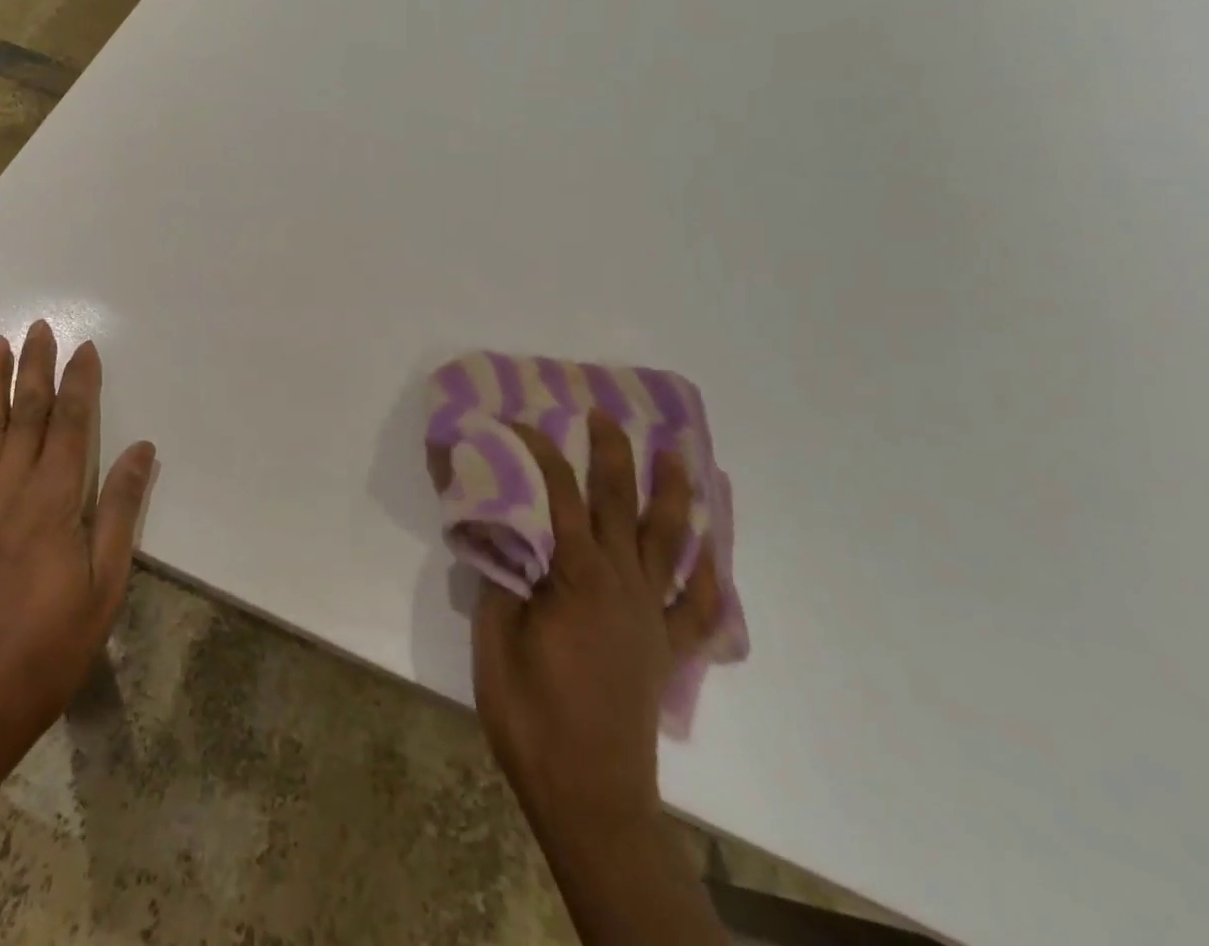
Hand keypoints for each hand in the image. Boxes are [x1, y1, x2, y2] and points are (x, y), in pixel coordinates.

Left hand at [0, 321, 157, 783]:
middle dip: (34, 367)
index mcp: (53, 502)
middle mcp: (9, 490)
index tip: (85, 348)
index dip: (78, 383)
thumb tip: (141, 448)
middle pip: (24, 414)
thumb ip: (121, 510)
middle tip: (39, 327)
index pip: (69, 425)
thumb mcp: (105, 585)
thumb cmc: (49, 648)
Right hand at [472, 411, 722, 850]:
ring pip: (670, 541)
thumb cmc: (532, 714)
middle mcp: (623, 583)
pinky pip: (698, 605)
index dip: (538, 451)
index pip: (559, 493)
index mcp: (578, 575)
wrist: (589, 794)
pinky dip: (709, 574)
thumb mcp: (494, 638)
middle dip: (612, 453)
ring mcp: (652, 614)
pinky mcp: (668, 648)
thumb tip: (495, 524)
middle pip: (621, 502)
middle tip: (604, 414)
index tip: (516, 422)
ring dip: (674, 494)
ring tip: (678, 456)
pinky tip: (713, 554)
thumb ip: (499, 574)